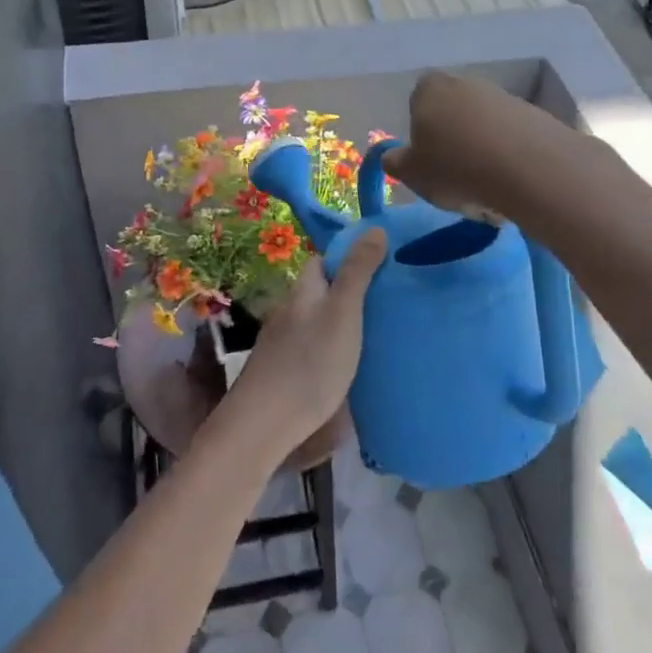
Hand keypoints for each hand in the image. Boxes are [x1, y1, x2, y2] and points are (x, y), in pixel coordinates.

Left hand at [229, 229, 386, 451]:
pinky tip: (348, 368)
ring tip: (375, 336)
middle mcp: (289, 311)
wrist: (265, 424)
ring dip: (341, 324)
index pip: (321, 261)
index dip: (348, 258)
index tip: (381, 268)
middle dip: (348, 293)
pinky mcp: (283, 372)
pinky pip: (312, 349)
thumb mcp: (343, 312)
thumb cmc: (310, 362)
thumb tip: (374, 228)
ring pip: (316, 322)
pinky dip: (331, 350)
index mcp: (303, 290)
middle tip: (386, 305)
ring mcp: (282, 343)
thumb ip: (357, 272)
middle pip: (320, 292)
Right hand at [383, 71, 552, 219]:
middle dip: (454, 146)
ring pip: (483, 132)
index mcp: (430, 89)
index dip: (421, 133)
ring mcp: (503, 97)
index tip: (427, 161)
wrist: (528, 167)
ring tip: (486, 194)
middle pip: (453, 116)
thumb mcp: (411, 173)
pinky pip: (511, 141)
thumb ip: (396, 163)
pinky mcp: (534, 116)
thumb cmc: (455, 167)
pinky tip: (511, 188)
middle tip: (455, 182)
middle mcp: (466, 84)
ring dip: (482, 158)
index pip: (417, 103)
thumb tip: (392, 156)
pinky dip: (508, 161)